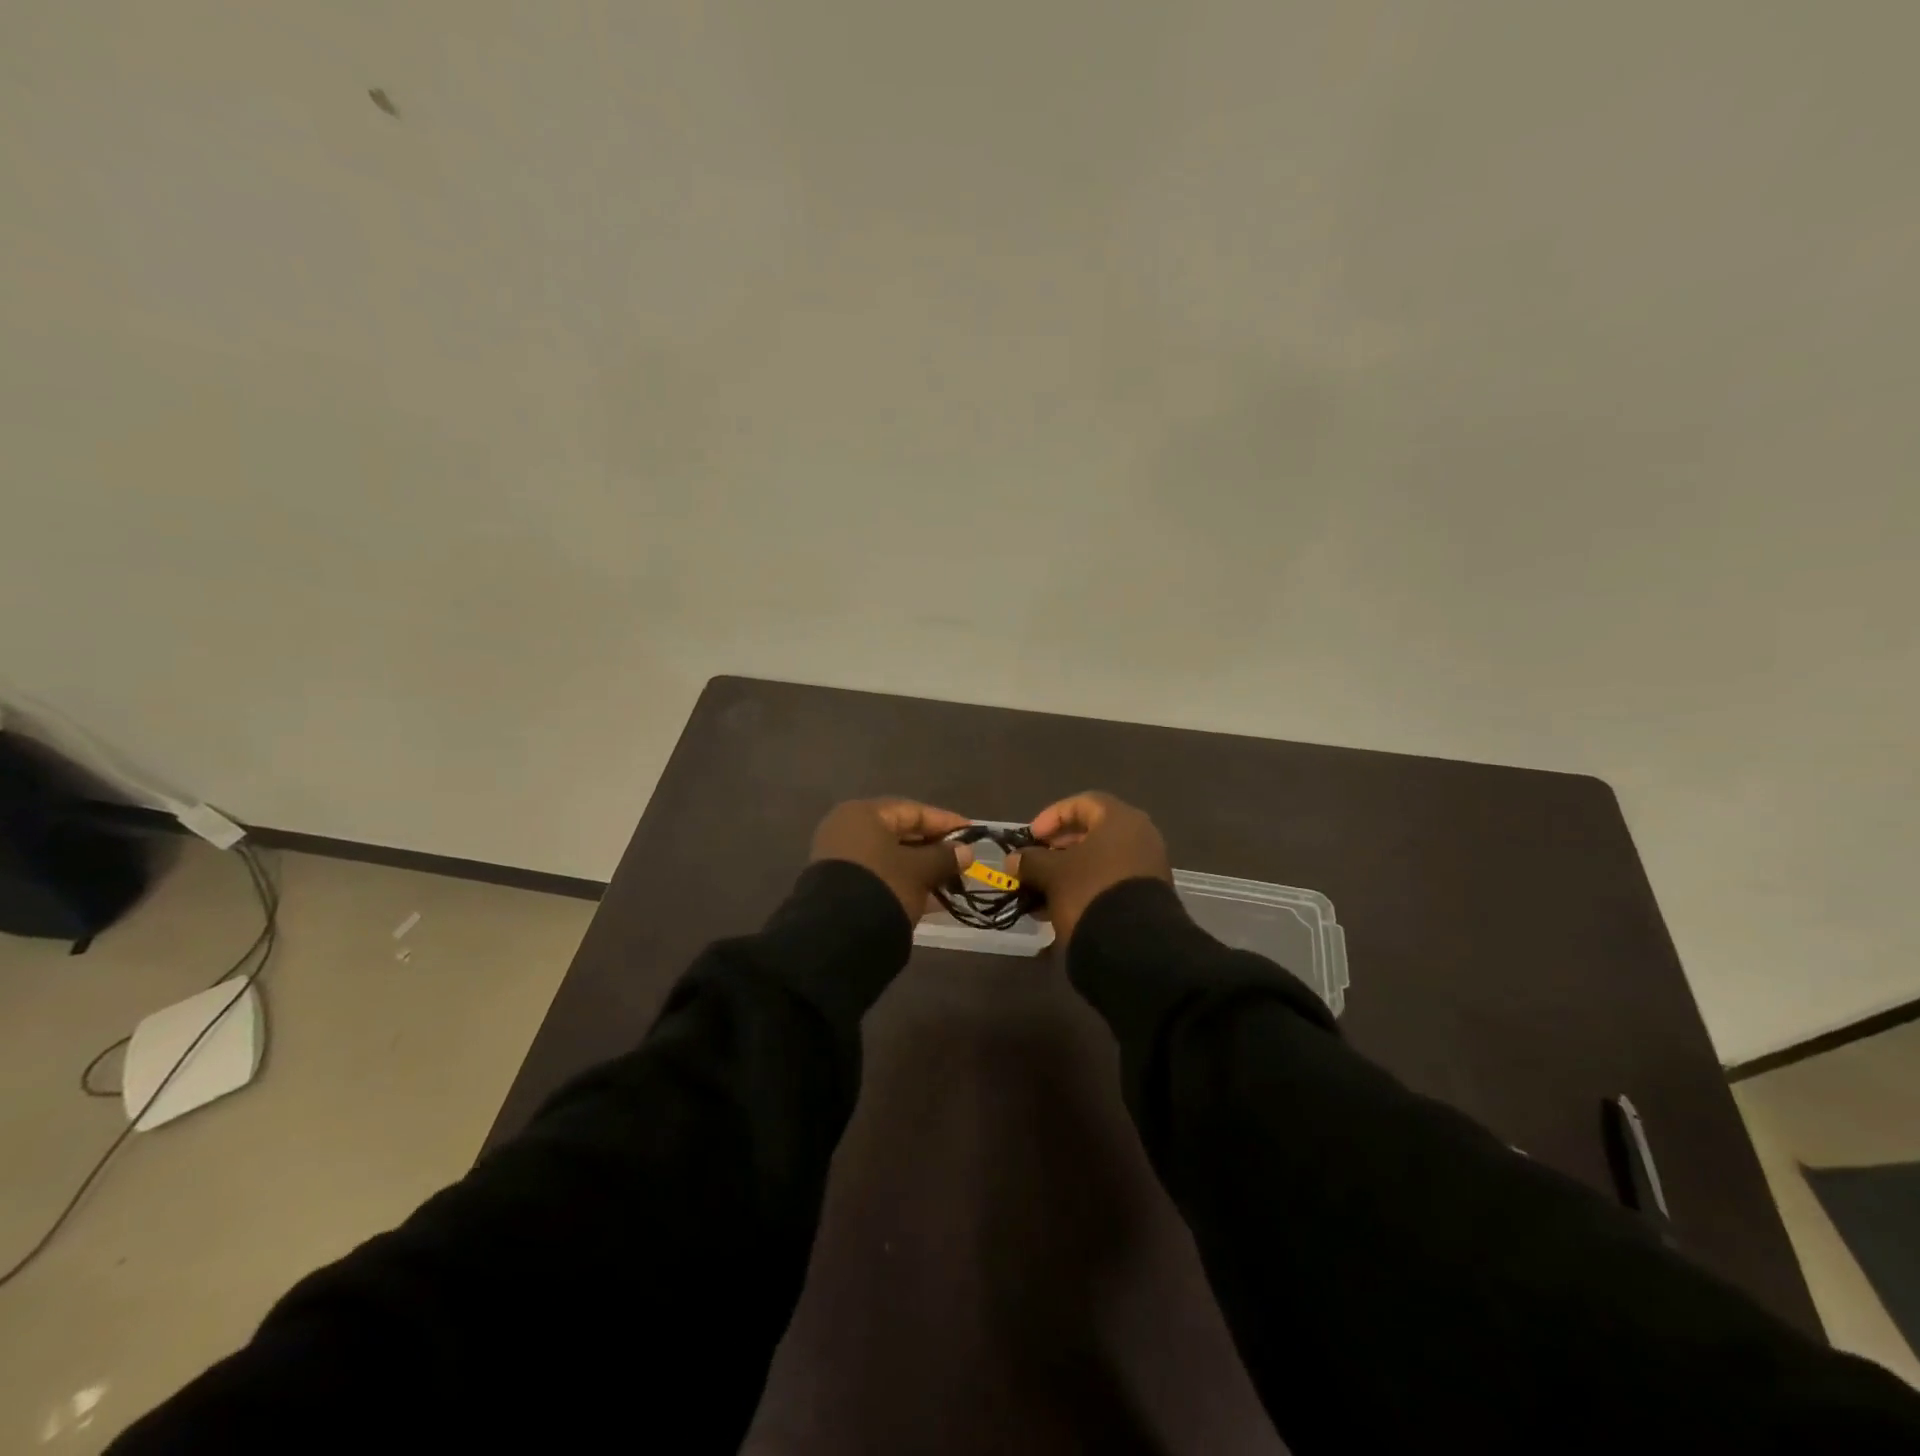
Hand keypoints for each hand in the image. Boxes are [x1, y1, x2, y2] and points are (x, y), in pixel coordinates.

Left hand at [810, 798, 972, 922]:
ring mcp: (840, 859)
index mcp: (863, 814)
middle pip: (900, 833)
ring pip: (891, 857)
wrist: (838, 935)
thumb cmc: (883, 886)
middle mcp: (847, 830)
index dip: (945, 822)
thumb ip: (944, 857)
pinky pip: (881, 876)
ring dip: (922, 868)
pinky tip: (931, 898)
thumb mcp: (920, 870)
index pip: (912, 810)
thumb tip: (966, 851)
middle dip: (934, 848)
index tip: (971, 834)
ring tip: (951, 881)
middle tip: (962, 860)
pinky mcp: (840, 886)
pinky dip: (905, 882)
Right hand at [1009, 791, 1170, 947]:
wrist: (1135, 946)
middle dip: (1059, 848)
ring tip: (1043, 891)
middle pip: (1093, 833)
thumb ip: (1030, 861)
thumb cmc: (1090, 892)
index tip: (1032, 837)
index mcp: (1121, 819)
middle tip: (1036, 863)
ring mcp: (1148, 867)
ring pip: (1101, 860)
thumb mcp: (1052, 874)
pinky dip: (1086, 887)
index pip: (1082, 803)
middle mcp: (1141, 836)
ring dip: (1069, 871)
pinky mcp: (1149, 896)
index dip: (1053, 816)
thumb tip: (1013, 860)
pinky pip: (1111, 881)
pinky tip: (1062, 907)